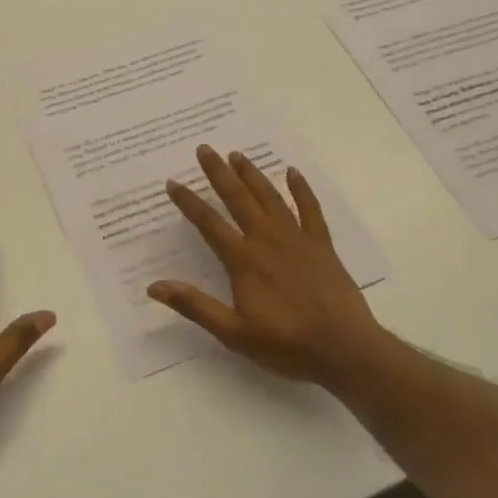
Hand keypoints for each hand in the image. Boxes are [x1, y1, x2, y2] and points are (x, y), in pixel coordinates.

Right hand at [149, 146, 386, 391]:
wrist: (343, 349)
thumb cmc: (286, 344)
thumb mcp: (233, 333)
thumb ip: (194, 306)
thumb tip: (154, 286)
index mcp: (244, 260)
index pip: (209, 223)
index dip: (189, 202)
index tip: (173, 183)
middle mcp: (267, 240)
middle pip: (238, 199)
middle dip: (219, 173)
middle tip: (204, 149)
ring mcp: (297, 239)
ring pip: (270, 198)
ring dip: (252, 175)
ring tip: (237, 154)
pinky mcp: (322, 245)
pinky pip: (310, 210)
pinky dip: (301, 190)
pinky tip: (293, 172)